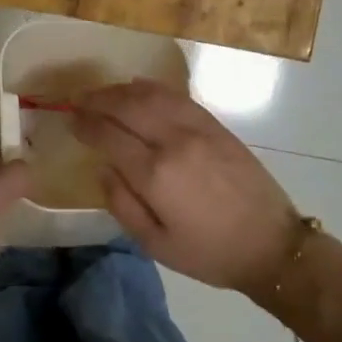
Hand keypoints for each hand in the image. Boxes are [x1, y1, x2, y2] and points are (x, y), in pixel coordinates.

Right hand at [73, 79, 300, 297]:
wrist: (271, 245)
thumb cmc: (209, 253)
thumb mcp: (155, 244)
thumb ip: (122, 204)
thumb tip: (103, 168)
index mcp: (155, 174)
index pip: (108, 135)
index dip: (85, 124)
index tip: (70, 120)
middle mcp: (173, 141)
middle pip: (126, 105)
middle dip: (97, 100)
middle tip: (79, 101)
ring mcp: (198, 129)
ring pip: (152, 94)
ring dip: (122, 89)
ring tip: (103, 93)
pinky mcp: (216, 125)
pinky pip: (178, 96)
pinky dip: (153, 88)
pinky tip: (139, 89)